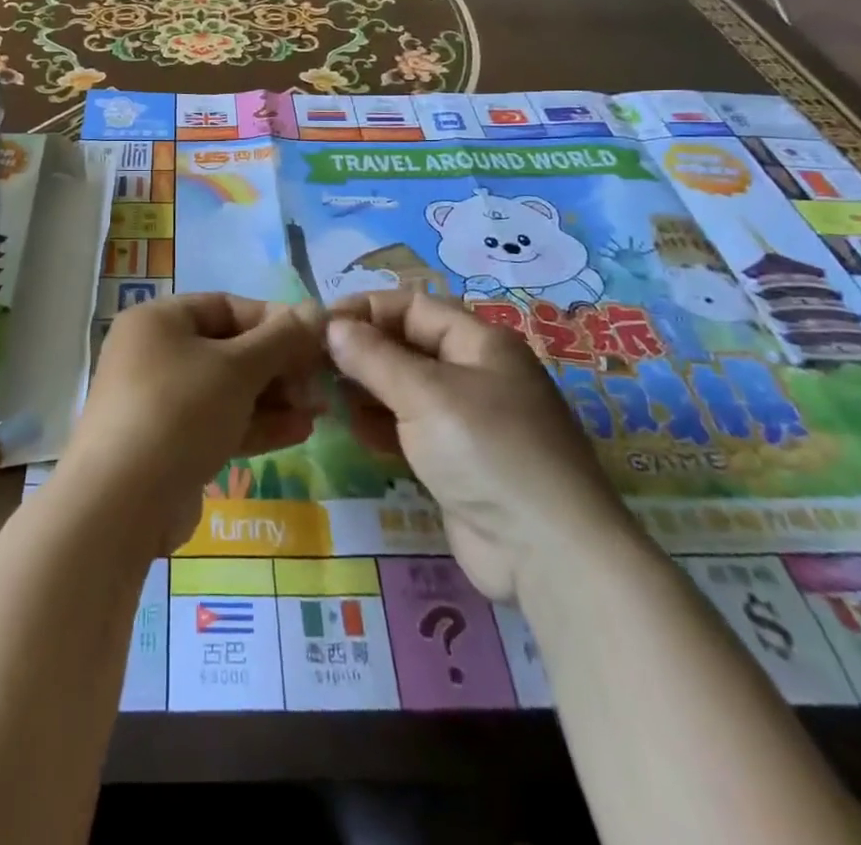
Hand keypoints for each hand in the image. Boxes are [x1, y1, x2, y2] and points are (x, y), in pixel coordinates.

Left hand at [61, 294, 326, 556]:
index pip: (226, 306)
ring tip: (319, 408)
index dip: (274, 320)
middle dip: (278, 365)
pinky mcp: (169, 445)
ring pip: (226, 390)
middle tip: (321, 381)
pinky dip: (255, 424)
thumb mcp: (237, 368)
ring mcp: (160, 403)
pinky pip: (218, 423)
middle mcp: (154, 355)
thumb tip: (317, 309)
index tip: (317, 338)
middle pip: (228, 349)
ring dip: (274, 397)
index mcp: (158, 321)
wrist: (120, 505)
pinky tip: (299, 431)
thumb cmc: (179, 412)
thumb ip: (281, 339)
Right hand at [326, 290, 639, 601]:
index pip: (412, 306)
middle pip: (407, 346)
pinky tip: (353, 429)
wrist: (548, 554)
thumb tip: (332, 326)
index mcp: (479, 343)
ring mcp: (468, 421)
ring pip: (405, 389)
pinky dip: (381, 424)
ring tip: (324, 396)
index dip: (365, 310)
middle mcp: (475, 373)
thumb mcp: (425, 394)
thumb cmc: (487, 451)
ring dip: (366, 389)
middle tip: (312, 363)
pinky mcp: (458, 462)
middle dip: (361, 351)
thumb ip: (373, 357)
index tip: (318, 324)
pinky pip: (410, 428)